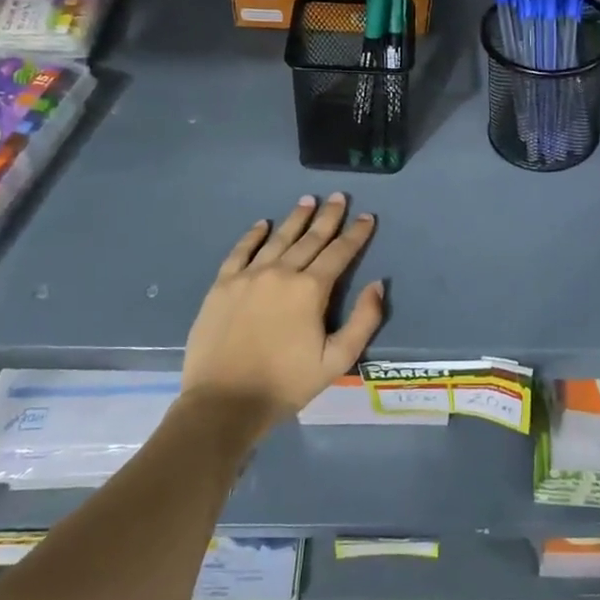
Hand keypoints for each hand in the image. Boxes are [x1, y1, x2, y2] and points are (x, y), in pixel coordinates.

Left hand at [181, 193, 384, 421]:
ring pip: (278, 238)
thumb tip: (377, 285)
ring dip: (295, 218)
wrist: (224, 402)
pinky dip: (253, 235)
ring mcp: (248, 276)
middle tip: (339, 197)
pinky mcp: (222, 285)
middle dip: (328, 217)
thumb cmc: (286, 384)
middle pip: (310, 238)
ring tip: (308, 200)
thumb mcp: (337, 360)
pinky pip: (240, 251)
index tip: (367, 217)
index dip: (356, 234)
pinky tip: (263, 224)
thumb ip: (364, 320)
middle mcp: (281, 272)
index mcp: (310, 289)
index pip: (339, 253)